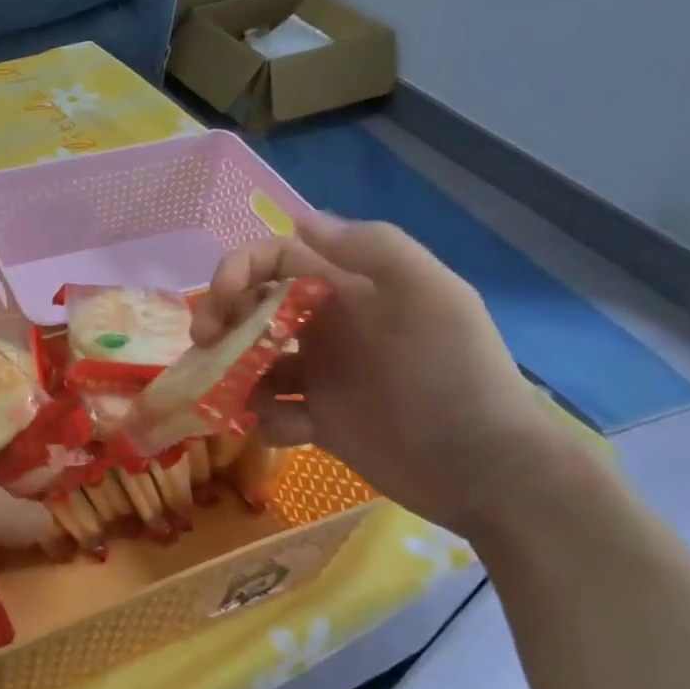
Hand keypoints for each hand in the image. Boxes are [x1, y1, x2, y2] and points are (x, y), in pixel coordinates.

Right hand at [191, 213, 572, 535]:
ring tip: (241, 399)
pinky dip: (269, 419)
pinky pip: (271, 412)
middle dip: (219, 321)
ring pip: (251, 363)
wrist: (486, 469)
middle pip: (251, 309)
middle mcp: (327, 327)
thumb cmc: (453, 375)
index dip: (239, 269)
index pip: (277, 260)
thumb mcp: (430, 296)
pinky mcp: (318, 422)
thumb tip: (300, 219)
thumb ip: (373, 249)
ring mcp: (320, 376)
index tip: (219, 301)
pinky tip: (296, 430)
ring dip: (234, 374)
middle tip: (203, 347)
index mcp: (348, 290)